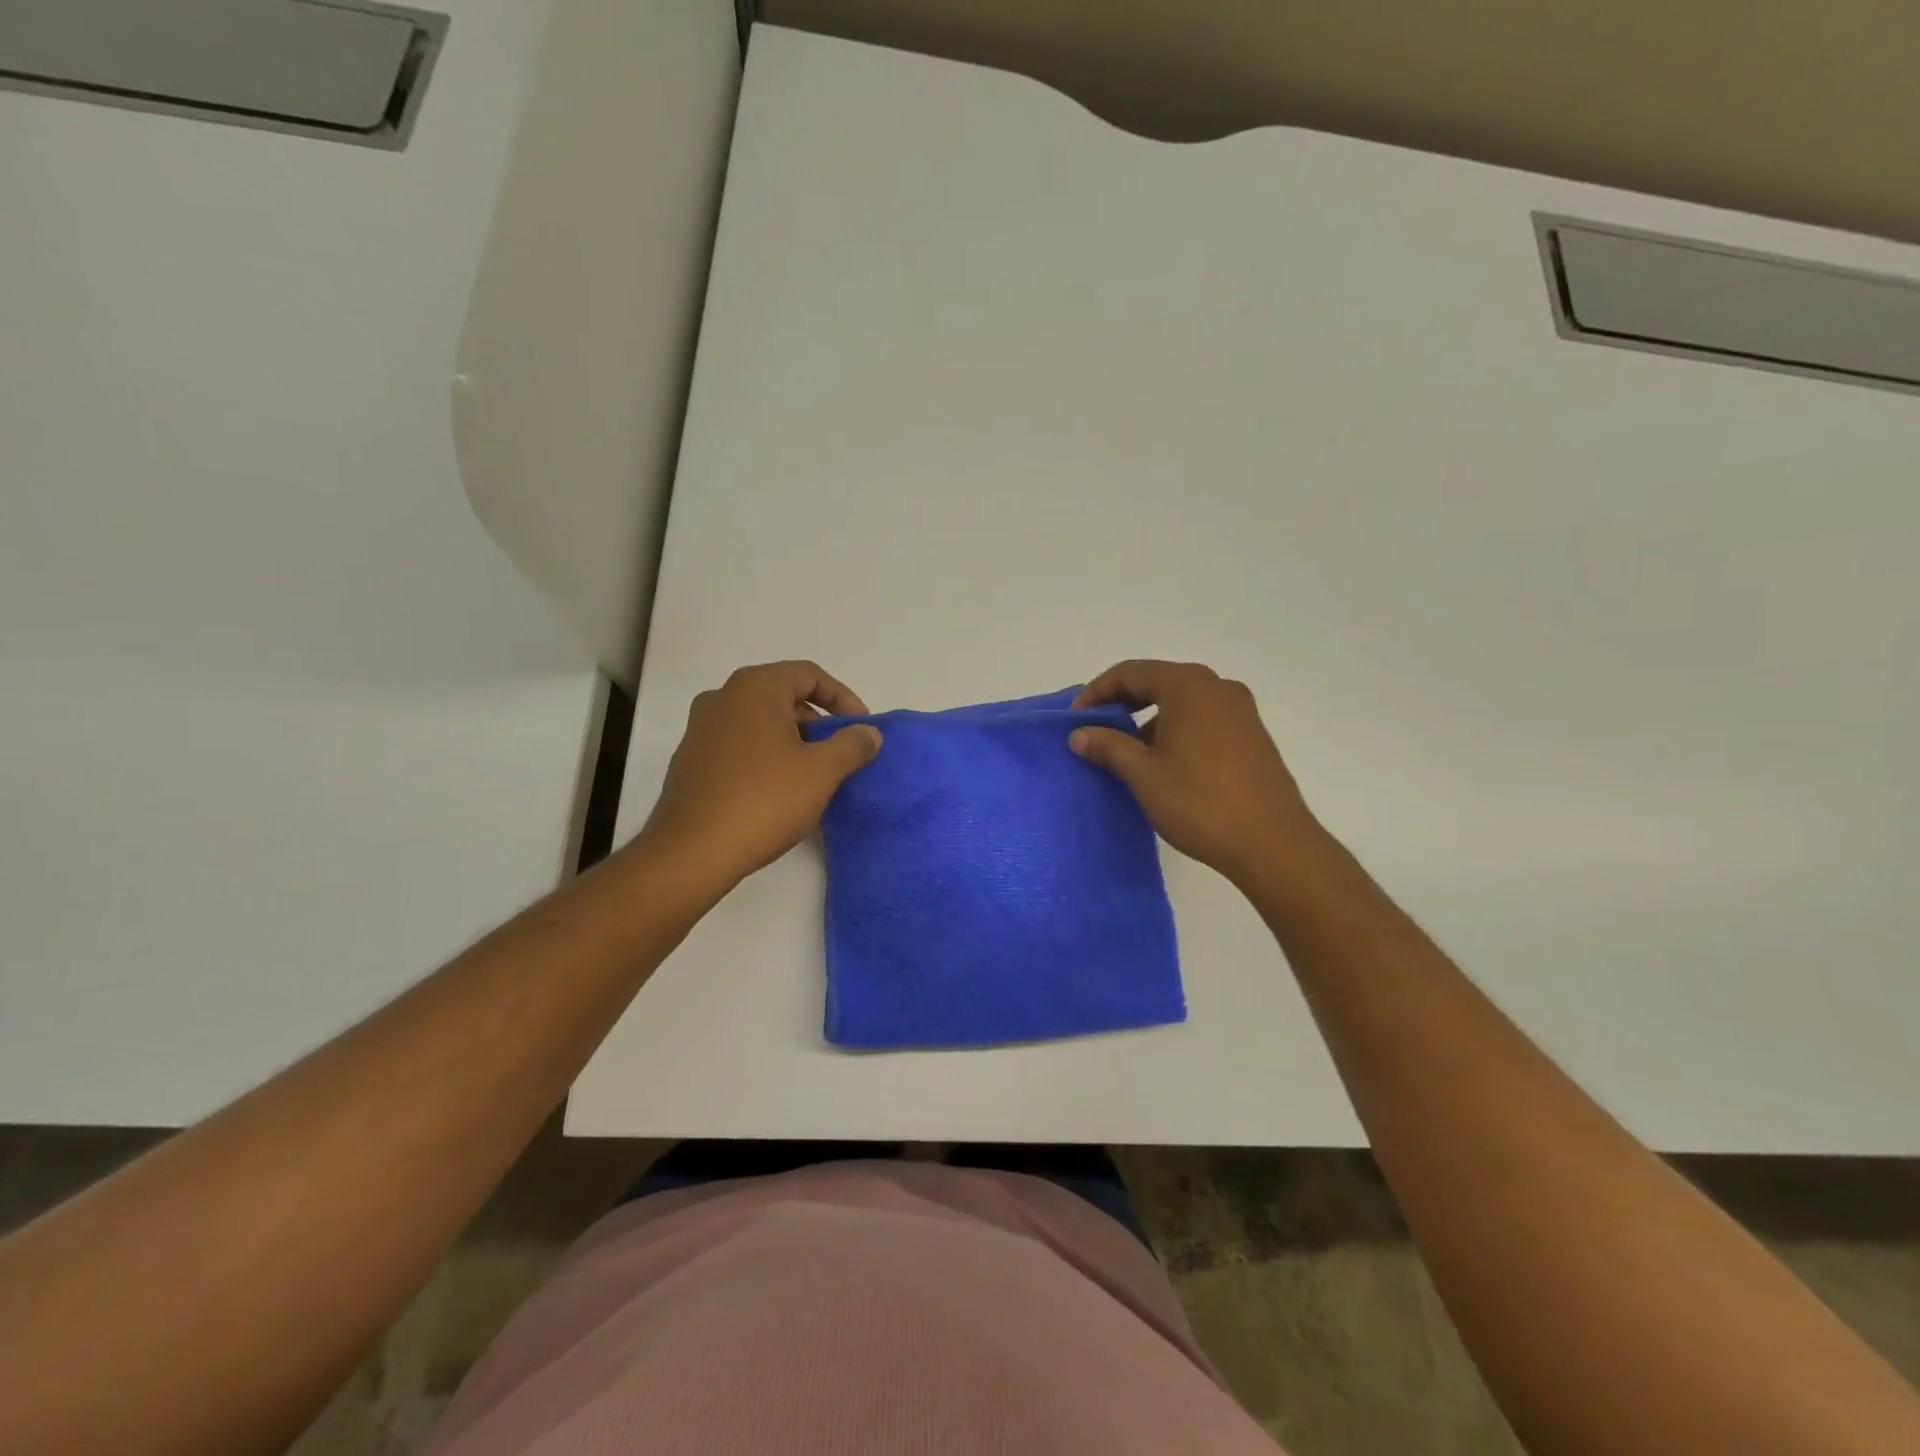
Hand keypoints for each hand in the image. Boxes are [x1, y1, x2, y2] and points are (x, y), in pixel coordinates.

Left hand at [642, 661, 881, 892]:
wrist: (692, 851)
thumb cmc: (764, 800)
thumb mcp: (821, 772)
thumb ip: (851, 745)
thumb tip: (868, 733)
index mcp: (755, 688)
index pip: (809, 675)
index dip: (843, 698)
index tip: (862, 728)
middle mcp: (723, 698)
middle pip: (783, 696)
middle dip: (818, 722)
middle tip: (841, 754)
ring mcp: (701, 729)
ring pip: (760, 722)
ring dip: (793, 741)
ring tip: (815, 775)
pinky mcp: (691, 760)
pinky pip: (739, 745)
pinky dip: (766, 756)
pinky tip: (779, 792)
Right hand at [1071, 660, 1322, 887]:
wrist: (1272, 844)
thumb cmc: (1200, 803)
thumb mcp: (1143, 774)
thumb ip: (1108, 746)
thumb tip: (1079, 734)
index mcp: (1189, 686)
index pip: (1130, 673)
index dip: (1095, 693)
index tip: (1074, 722)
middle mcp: (1217, 687)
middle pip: (1156, 683)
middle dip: (1121, 705)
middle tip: (1094, 733)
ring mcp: (1240, 711)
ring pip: (1180, 703)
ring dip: (1147, 721)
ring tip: (1125, 754)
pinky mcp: (1251, 736)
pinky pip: (1201, 720)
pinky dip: (1174, 731)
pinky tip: (1162, 764)